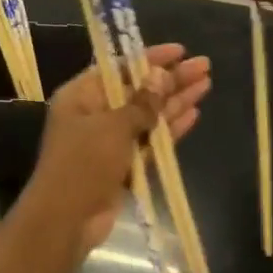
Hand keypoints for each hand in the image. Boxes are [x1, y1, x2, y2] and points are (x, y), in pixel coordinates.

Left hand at [21, 43, 211, 256]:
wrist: (65, 221)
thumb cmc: (83, 164)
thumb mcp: (114, 126)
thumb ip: (142, 102)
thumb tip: (161, 76)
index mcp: (81, 95)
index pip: (119, 67)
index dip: (150, 58)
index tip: (181, 51)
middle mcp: (95, 113)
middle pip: (138, 90)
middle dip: (171, 79)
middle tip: (204, 66)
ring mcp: (109, 140)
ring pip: (148, 115)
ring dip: (175, 101)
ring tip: (207, 85)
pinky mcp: (123, 165)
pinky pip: (150, 140)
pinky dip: (170, 129)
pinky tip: (194, 114)